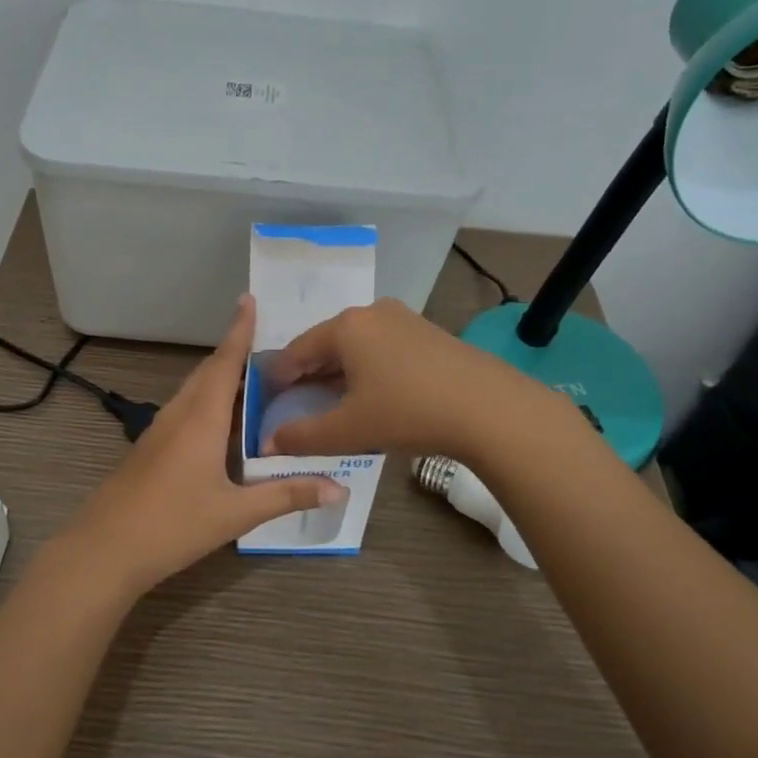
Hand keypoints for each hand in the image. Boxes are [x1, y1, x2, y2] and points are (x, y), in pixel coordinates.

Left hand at [60, 295, 343, 597]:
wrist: (105, 549)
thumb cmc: (173, 525)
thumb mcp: (236, 513)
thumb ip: (287, 496)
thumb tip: (340, 489)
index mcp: (201, 419)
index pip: (225, 362)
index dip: (239, 330)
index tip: (248, 299)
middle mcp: (179, 415)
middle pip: (208, 372)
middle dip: (234, 353)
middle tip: (269, 347)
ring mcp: (159, 431)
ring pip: (194, 391)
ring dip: (220, 378)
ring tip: (253, 381)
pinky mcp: (150, 448)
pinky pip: (184, 410)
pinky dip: (207, 402)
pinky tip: (221, 425)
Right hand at [262, 298, 539, 458]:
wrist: (490, 408)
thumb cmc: (408, 412)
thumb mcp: (349, 430)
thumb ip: (302, 436)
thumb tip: (268, 444)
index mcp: (345, 327)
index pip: (295, 351)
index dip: (277, 379)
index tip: (267, 403)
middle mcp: (371, 313)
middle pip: (325, 344)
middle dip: (308, 376)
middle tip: (298, 407)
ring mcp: (403, 319)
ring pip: (355, 346)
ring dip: (338, 373)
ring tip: (334, 405)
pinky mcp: (428, 333)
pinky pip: (382, 348)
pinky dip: (367, 370)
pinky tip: (373, 396)